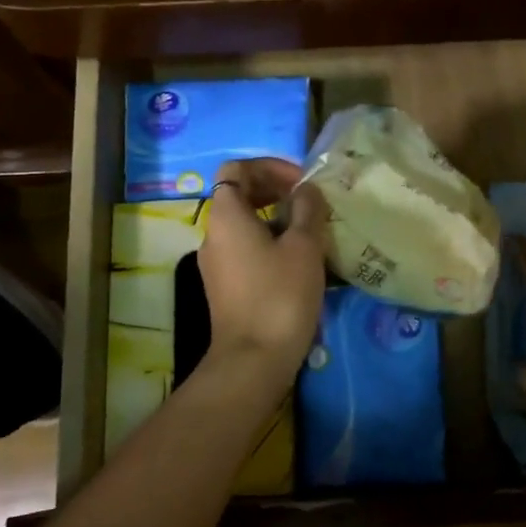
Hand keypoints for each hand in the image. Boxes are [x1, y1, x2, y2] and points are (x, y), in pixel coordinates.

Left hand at [199, 158, 328, 371]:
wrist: (254, 359)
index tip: (301, 183)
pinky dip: (270, 245)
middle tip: (310, 204)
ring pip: (245, 225)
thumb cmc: (280, 295)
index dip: (270, 167)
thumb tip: (306, 190)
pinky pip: (246, 251)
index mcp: (226, 215)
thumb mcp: (304, 246)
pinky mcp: (225, 287)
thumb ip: (308, 209)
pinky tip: (300, 263)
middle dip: (276, 192)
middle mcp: (213, 234)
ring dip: (277, 220)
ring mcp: (216, 263)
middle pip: (239, 195)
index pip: (236, 169)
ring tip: (312, 234)